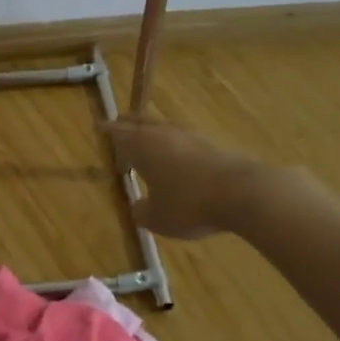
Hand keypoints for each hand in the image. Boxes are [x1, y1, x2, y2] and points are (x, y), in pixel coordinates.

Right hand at [105, 116, 268, 239]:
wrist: (240, 193)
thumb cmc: (189, 204)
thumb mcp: (157, 218)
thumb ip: (142, 212)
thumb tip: (138, 206)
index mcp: (143, 147)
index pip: (119, 133)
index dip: (108, 131)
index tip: (99, 126)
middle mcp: (163, 134)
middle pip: (142, 122)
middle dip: (129, 122)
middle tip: (119, 121)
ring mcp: (190, 136)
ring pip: (164, 126)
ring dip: (152, 129)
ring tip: (146, 134)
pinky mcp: (212, 144)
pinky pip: (184, 138)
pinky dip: (174, 141)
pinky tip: (176, 151)